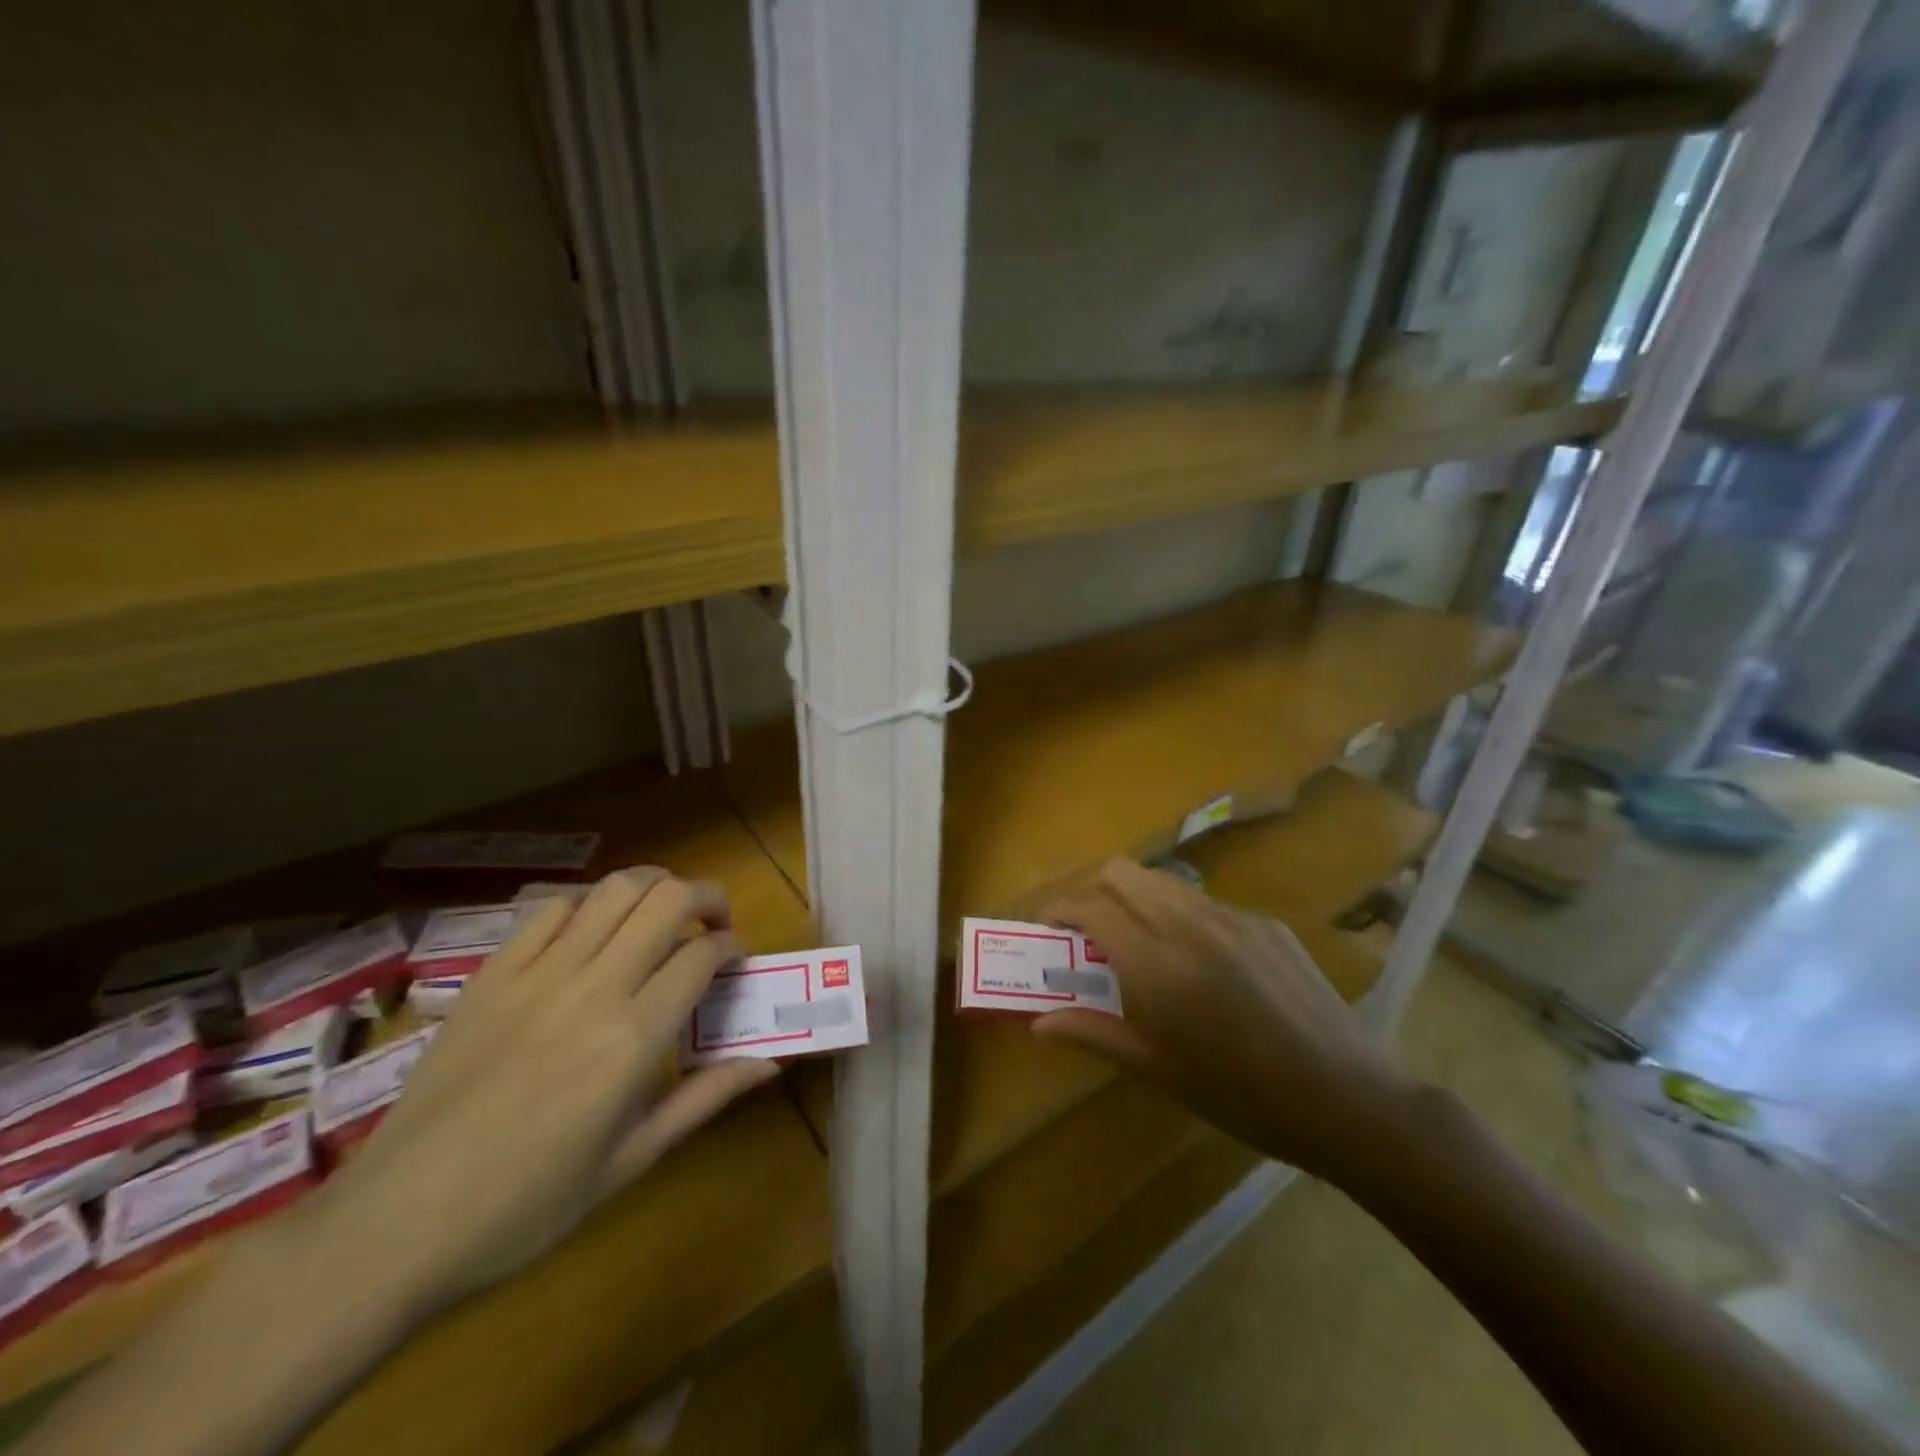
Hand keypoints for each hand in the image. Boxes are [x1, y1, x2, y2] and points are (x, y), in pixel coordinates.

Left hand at [290, 869, 777, 1317]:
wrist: (394, 1225)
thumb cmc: (526, 1206)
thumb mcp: (630, 1162)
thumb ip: (705, 1098)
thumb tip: (770, 1063)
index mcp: (632, 1040)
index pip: (702, 954)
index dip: (731, 945)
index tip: (736, 960)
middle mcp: (592, 990)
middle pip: (666, 900)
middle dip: (707, 896)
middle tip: (714, 921)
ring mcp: (536, 975)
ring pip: (613, 890)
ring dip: (653, 887)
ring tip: (663, 912)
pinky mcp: (492, 975)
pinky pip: (549, 909)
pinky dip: (587, 904)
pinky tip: (593, 929)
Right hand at [1033, 859, 1417, 1186]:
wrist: (1347, 1099)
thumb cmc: (1241, 1097)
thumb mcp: (1158, 1069)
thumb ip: (1093, 1033)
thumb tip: (1039, 1023)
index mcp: (1159, 966)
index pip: (1092, 906)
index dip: (1061, 908)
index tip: (1050, 926)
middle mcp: (1191, 925)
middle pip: (1123, 872)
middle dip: (1093, 889)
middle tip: (1088, 929)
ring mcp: (1234, 918)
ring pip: (1164, 881)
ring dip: (1136, 898)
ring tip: (1137, 942)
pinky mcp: (1267, 923)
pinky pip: (1206, 904)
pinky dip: (1181, 917)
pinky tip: (1199, 963)